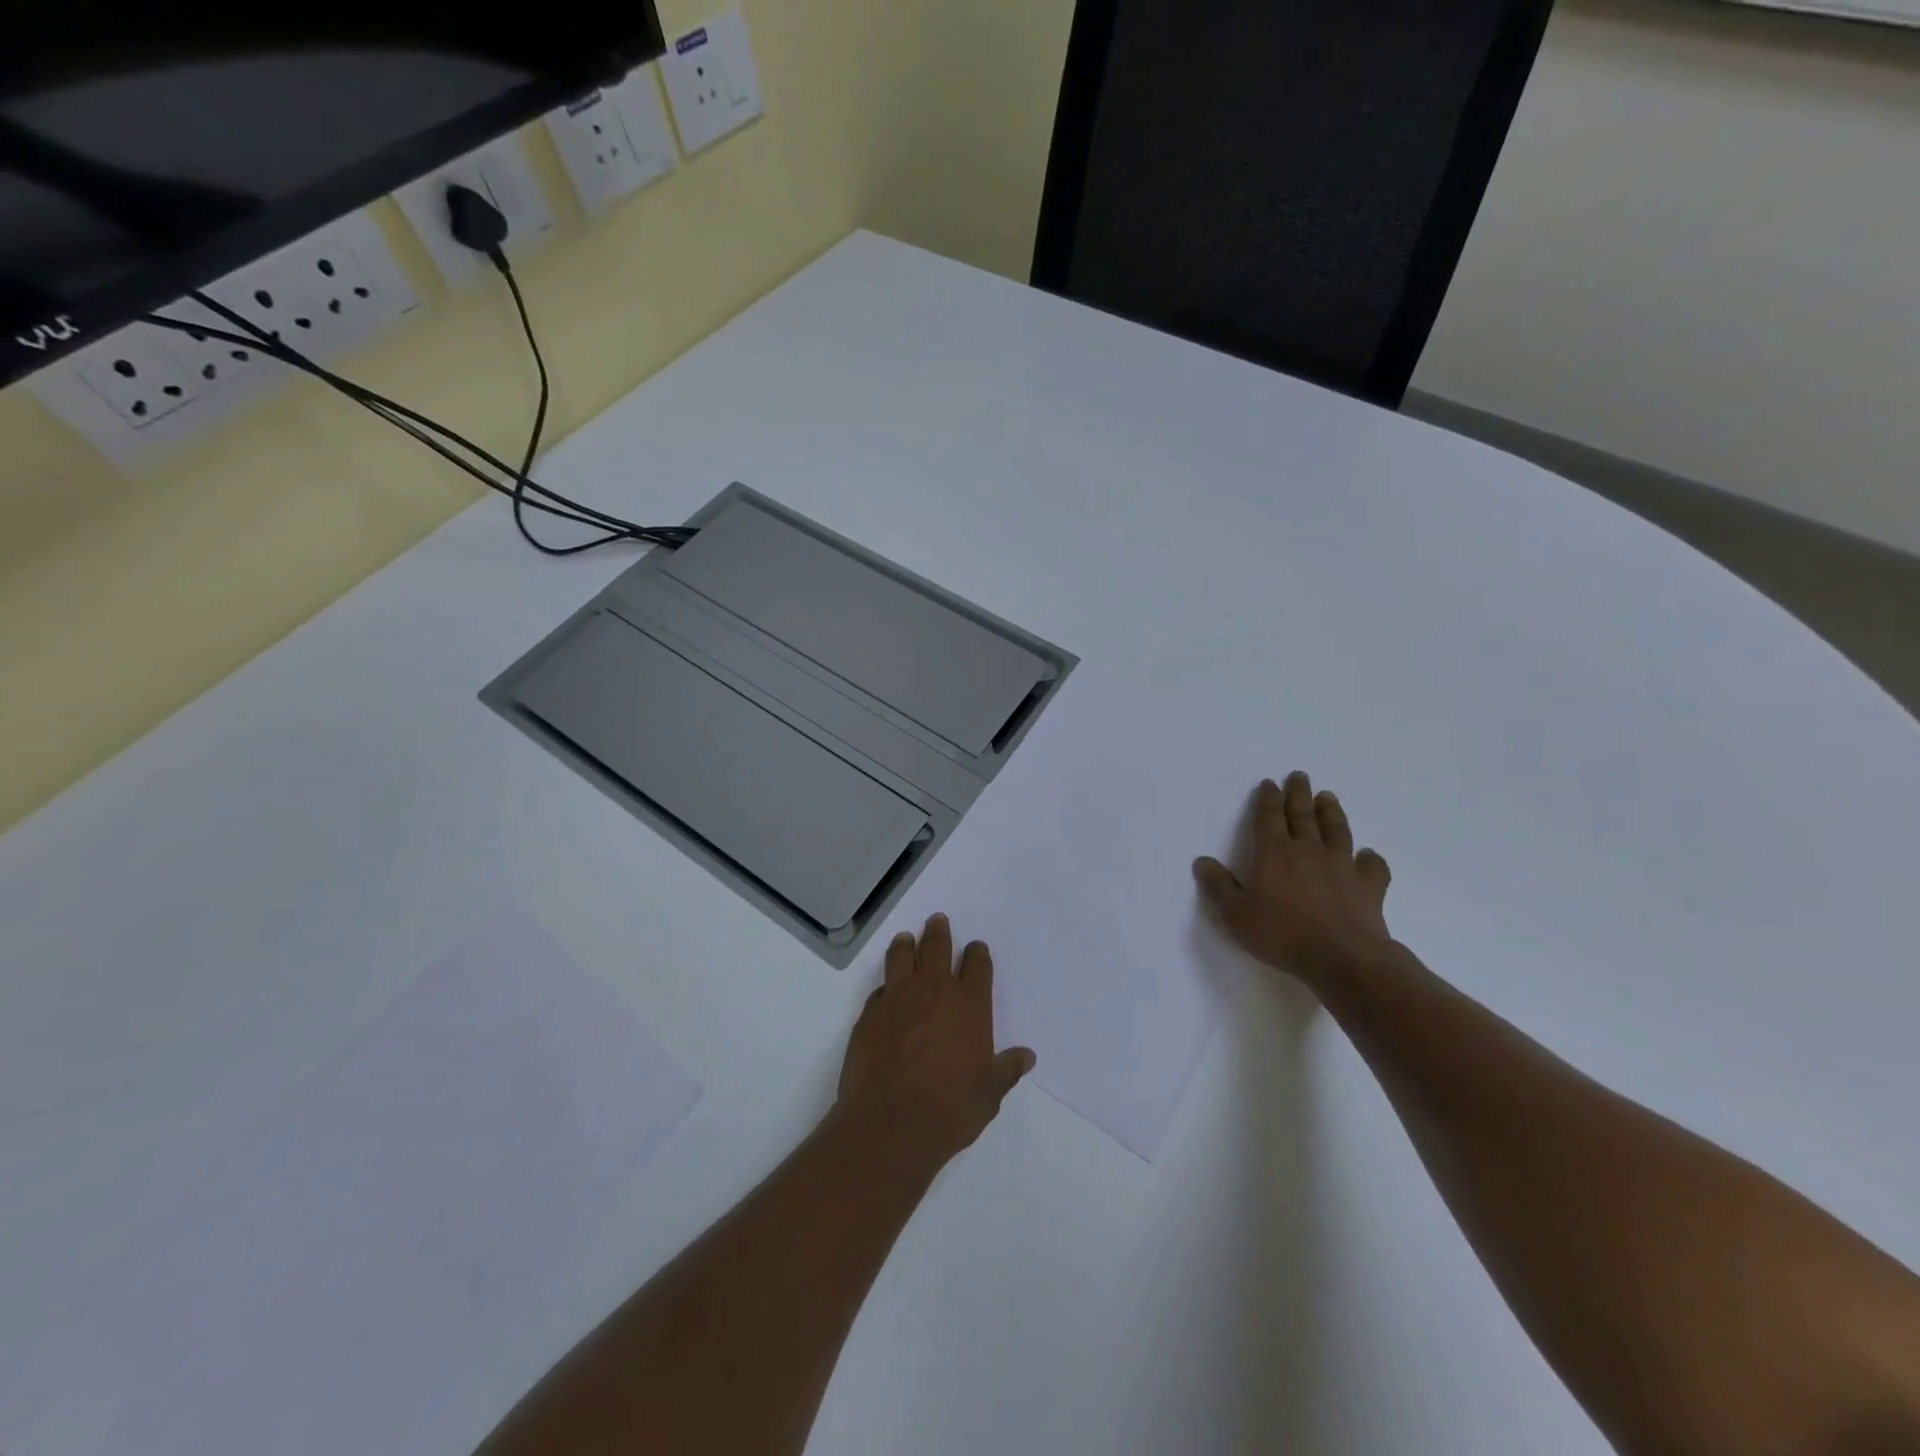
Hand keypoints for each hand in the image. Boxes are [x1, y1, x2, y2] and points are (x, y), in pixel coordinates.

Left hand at [836, 914, 1035, 1165]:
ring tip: (907, 939)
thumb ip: (1006, 1070)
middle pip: (937, 947)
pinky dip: (886, 986)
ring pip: (902, 956)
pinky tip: (886, 991)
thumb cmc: (950, 1110)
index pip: (977, 965)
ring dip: (907, 945)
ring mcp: (898, 998)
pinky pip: (879, 990)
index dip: (977, 954)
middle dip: (939, 932)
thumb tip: (1026, 1056)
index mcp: (970, 1005)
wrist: (890, 1126)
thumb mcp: (989, 1094)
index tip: (975, 949)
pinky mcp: (869, 1014)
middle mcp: (934, 991)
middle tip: (937, 921)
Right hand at [1193, 772, 1394, 992]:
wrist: (1342, 958)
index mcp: (1275, 854)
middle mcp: (1309, 851)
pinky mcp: (1369, 887)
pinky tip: (1367, 855)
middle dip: (1299, 794)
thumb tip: (1202, 861)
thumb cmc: (1282, 934)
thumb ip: (1218, 886)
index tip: (1269, 783)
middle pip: (1303, 815)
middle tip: (1300, 776)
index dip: (1268, 799)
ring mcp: (1342, 867)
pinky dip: (1370, 858)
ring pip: (1337, 831)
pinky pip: (1372, 867)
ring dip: (1331, 812)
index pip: (1269, 817)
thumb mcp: (1236, 914)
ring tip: (1328, 797)